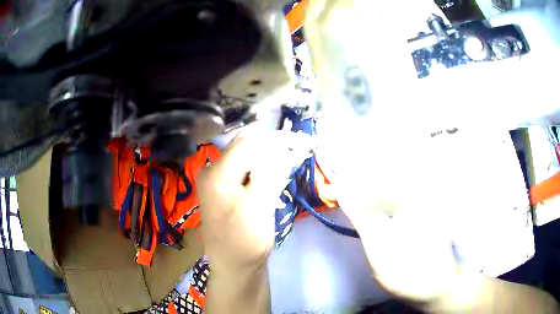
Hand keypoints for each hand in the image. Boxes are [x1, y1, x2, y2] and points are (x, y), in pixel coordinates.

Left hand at [198, 130, 312, 269]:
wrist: (235, 267)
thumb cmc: (244, 241)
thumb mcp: (257, 206)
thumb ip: (268, 172)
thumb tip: (280, 147)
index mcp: (216, 173)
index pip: (247, 142)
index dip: (273, 139)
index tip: (298, 141)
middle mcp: (214, 171)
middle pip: (245, 147)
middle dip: (271, 145)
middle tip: (297, 148)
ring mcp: (220, 181)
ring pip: (248, 158)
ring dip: (269, 156)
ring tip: (290, 157)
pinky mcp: (228, 191)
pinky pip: (247, 171)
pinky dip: (264, 168)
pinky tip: (277, 171)